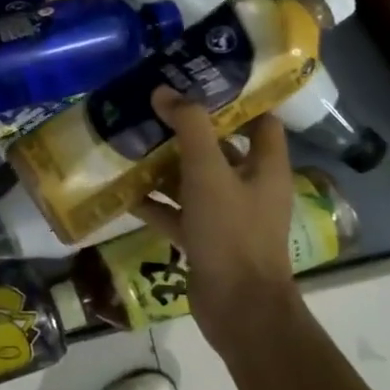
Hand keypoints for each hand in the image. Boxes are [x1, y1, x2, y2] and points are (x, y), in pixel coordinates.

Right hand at [132, 86, 302, 351]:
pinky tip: (124, 192)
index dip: (237, 99)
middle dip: (187, 130)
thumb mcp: (209, 172)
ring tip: (132, 141)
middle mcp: (250, 188)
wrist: (238, 309)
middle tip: (153, 107)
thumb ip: (189, 127)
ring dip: (166, 166)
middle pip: (220, 149)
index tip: (201, 79)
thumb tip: (164, 91)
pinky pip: (177, 213)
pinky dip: (154, 203)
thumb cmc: (232, 232)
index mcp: (265, 167)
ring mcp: (227, 217)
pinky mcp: (205, 240)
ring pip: (194, 181)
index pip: (261, 121)